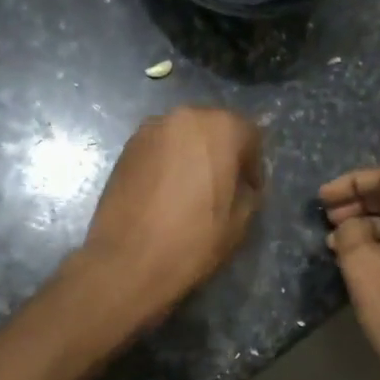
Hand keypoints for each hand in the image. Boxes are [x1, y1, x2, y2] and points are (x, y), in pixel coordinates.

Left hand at [77, 107, 265, 326]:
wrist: (128, 261)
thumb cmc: (194, 239)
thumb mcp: (240, 221)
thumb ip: (248, 190)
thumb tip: (241, 184)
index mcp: (220, 128)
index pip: (249, 134)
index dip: (254, 164)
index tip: (250, 189)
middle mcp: (184, 118)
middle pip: (214, 127)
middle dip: (222, 152)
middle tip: (223, 185)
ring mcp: (149, 130)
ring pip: (183, 136)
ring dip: (193, 155)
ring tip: (192, 189)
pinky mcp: (125, 148)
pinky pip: (159, 148)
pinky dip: (168, 162)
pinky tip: (167, 191)